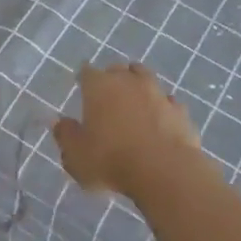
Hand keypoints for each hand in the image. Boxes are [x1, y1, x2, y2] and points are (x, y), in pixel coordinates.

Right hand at [51, 62, 202, 199]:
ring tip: (136, 104)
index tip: (82, 87)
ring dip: (140, 88)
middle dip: (113, 78)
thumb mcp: (76, 156)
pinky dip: (163, 109)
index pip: (87, 72)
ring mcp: (158, 93)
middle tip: (108, 95)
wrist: (165, 171)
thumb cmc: (111, 160)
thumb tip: (59, 123)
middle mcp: (129, 81)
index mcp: (99, 86)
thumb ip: (65, 136)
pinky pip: (168, 103)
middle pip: (118, 69)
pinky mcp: (181, 111)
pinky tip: (161, 122)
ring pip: (147, 79)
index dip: (84, 79)